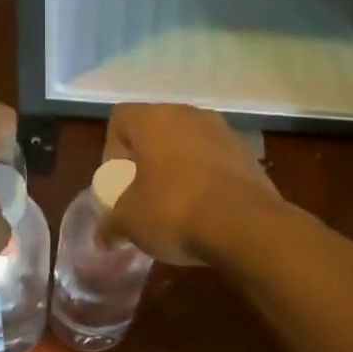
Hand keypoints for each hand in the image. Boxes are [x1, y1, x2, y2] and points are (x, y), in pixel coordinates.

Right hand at [100, 103, 283, 265]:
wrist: (246, 225)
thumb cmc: (174, 211)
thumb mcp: (129, 222)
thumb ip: (111, 224)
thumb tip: (104, 237)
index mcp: (153, 119)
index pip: (120, 118)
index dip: (113, 150)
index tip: (120, 181)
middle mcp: (188, 114)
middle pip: (156, 129)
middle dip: (147, 159)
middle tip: (144, 193)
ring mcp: (223, 131)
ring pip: (188, 143)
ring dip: (179, 167)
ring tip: (177, 204)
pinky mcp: (248, 153)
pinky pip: (216, 159)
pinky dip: (207, 178)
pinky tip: (207, 210)